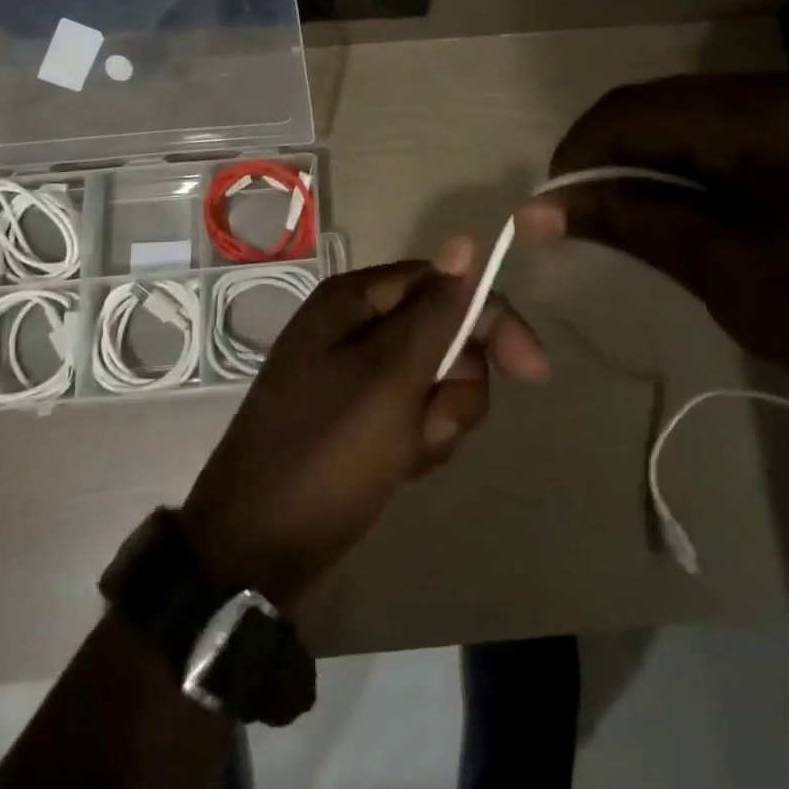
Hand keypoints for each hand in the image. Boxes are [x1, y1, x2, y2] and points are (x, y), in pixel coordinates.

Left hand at [179, 238, 548, 611]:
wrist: (256, 549)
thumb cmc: (327, 452)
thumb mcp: (390, 377)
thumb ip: (435, 311)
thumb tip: (465, 240)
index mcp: (355, 301)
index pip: (444, 284)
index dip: (491, 321)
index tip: (532, 372)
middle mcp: (354, 326)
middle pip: (444, 334)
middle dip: (453, 386)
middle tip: (433, 424)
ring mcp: (354, 374)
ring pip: (435, 380)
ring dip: (437, 420)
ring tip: (407, 454)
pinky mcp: (358, 417)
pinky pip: (413, 414)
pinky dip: (418, 442)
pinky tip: (399, 469)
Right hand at [514, 73, 788, 406]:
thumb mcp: (718, 268)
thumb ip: (626, 221)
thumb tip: (535, 210)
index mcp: (766, 115)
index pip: (639, 112)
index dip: (581, 153)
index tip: (547, 204)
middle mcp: (778, 89)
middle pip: (656, 104)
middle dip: (604, 154)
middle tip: (571, 210)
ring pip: (678, 114)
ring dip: (634, 157)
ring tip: (609, 210)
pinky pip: (711, 129)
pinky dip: (672, 161)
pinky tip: (660, 200)